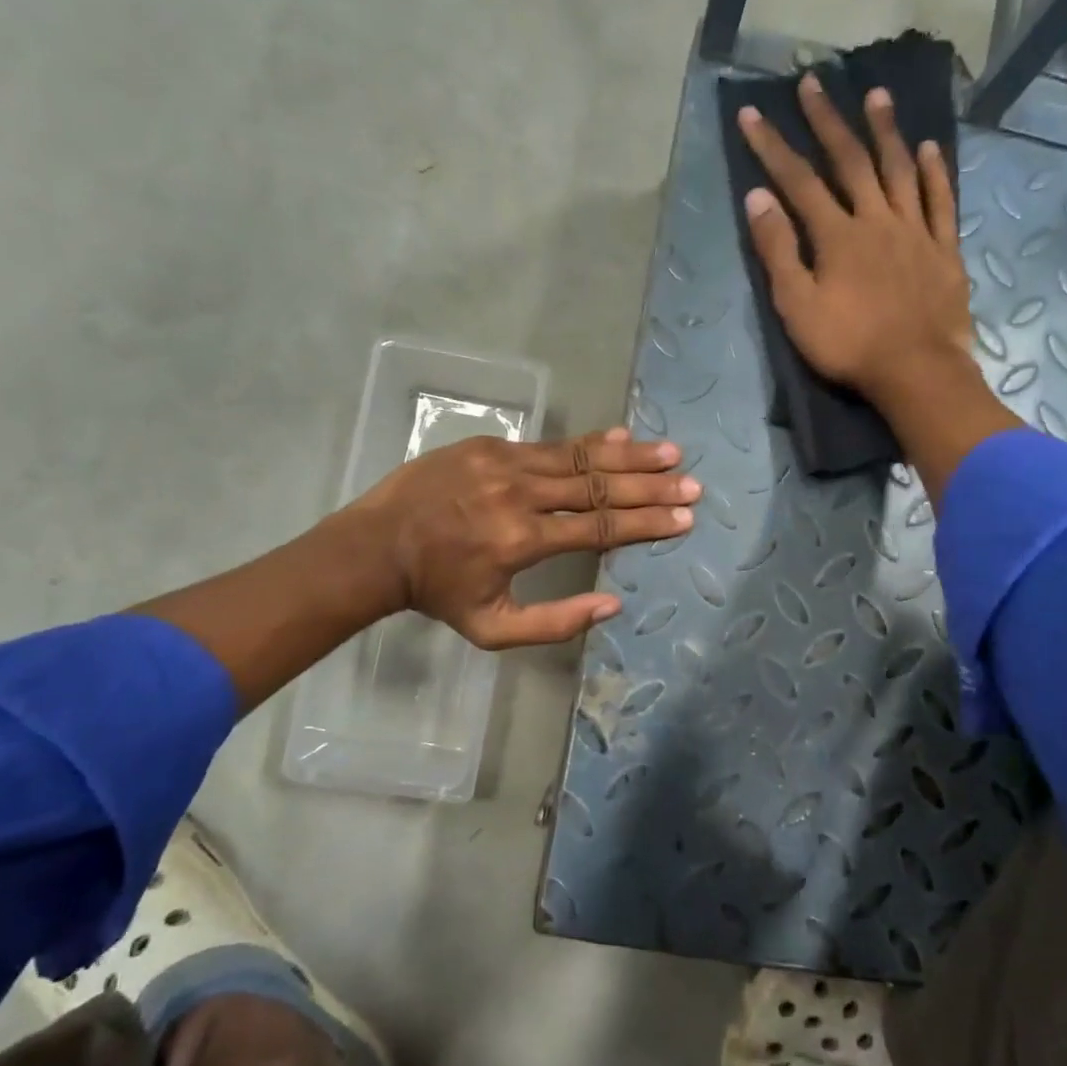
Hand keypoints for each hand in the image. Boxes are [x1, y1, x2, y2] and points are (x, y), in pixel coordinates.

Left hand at [350, 426, 697, 647]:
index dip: (646, 524)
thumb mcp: (492, 628)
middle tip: (690, 484)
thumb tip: (613, 604)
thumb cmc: (438, 592)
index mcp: (523, 541)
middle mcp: (521, 495)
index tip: (684, 520)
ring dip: (629, 457)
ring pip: (581, 459)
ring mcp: (505, 463)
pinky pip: (551, 444)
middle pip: (600, 488)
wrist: (376, 546)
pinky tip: (622, 436)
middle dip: (651, 487)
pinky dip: (590, 443)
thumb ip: (555, 622)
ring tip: (670, 454)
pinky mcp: (491, 446)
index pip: (601, 528)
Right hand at [736, 76, 975, 401]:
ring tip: (876, 95)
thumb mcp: (797, 307)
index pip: (799, 181)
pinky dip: (934, 173)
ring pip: (899, 170)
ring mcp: (915, 231)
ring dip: (885, 131)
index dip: (773, 147)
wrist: (916, 371)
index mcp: (837, 235)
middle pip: (850, 161)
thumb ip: (778, 251)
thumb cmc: (849, 346)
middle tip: (813, 82)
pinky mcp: (944, 250)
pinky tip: (930, 149)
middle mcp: (877, 219)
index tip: (753, 114)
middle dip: (828, 121)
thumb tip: (758, 198)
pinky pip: (940, 202)